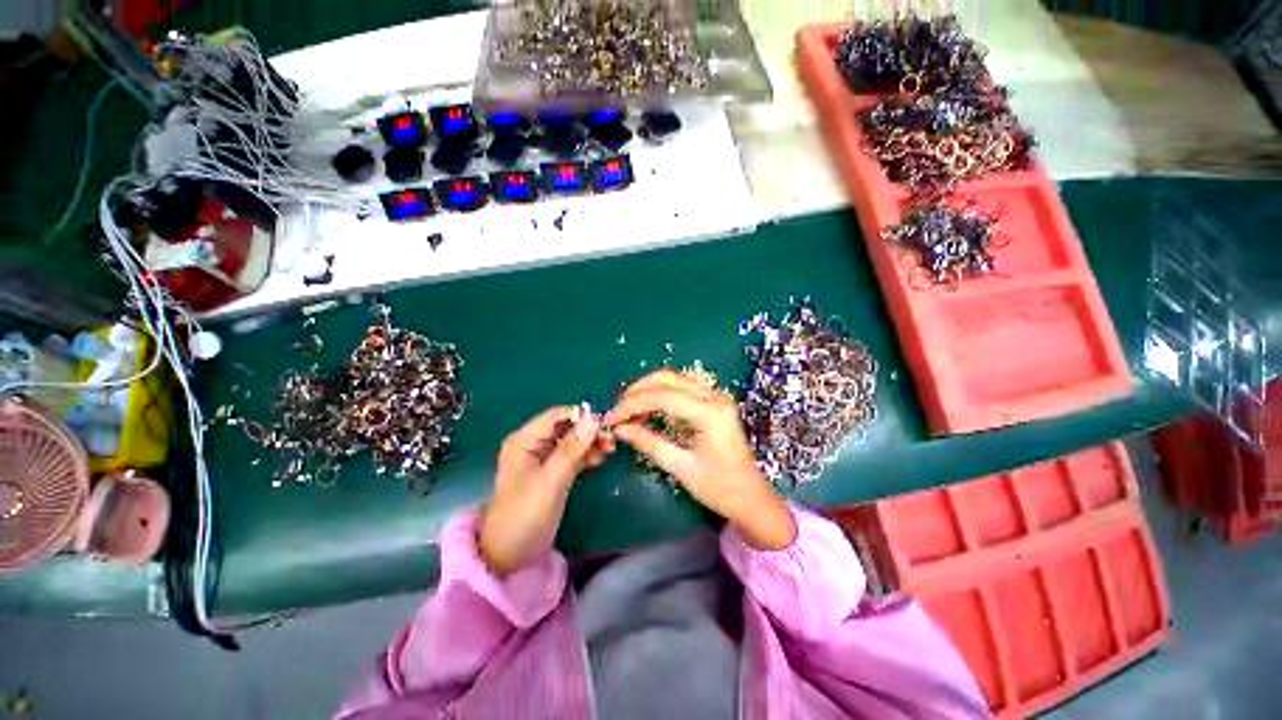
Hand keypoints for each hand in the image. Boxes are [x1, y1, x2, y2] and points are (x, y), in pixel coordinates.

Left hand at [479, 406, 613, 575]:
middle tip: (611, 439)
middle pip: (566, 427)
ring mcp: (544, 459)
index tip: (604, 422)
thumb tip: (594, 419)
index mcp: (525, 440)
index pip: (556, 416)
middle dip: (588, 430)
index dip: (580, 415)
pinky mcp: (554, 472)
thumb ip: (571, 449)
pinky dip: (587, 455)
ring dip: (590, 442)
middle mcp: (534, 444)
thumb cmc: (524, 514)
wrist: (510, 554)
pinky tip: (600, 458)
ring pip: (572, 441)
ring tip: (609, 449)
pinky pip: (573, 456)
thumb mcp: (549, 481)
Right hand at [607, 370, 796, 550]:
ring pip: (675, 379)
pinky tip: (649, 407)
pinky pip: (683, 387)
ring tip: (629, 408)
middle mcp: (714, 397)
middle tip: (618, 410)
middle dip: (638, 390)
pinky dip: (662, 393)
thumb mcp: (681, 468)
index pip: (662, 397)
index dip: (633, 405)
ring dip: (649, 388)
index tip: (612, 418)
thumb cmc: (720, 489)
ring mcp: (716, 397)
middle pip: (668, 379)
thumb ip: (649, 443)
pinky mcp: (715, 402)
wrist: (753, 499)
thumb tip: (620, 429)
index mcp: (710, 413)